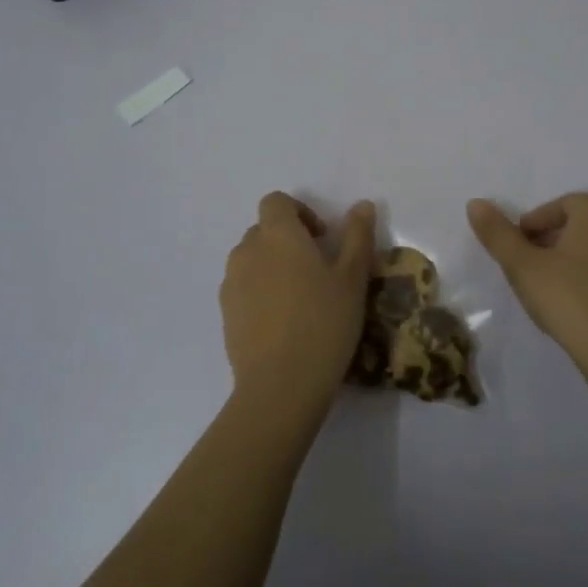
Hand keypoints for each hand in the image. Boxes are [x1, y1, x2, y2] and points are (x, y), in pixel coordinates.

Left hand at [220, 192, 375, 416]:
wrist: (280, 384)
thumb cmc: (324, 323)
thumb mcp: (352, 278)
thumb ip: (357, 236)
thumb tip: (362, 205)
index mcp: (278, 235)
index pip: (276, 202)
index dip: (299, 211)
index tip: (322, 237)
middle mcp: (247, 251)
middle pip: (263, 230)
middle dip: (287, 240)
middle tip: (317, 269)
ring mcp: (231, 284)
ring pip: (251, 260)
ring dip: (272, 266)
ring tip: (300, 298)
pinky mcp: (225, 314)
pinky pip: (243, 289)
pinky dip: (260, 294)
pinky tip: (283, 323)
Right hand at [468, 193, 587, 380]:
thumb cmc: (570, 301)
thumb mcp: (523, 267)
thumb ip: (498, 234)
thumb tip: (475, 203)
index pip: (561, 205)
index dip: (534, 224)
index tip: (518, 250)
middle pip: (584, 223)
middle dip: (555, 239)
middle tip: (531, 268)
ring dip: (578, 258)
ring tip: (555, 287)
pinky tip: (583, 304)